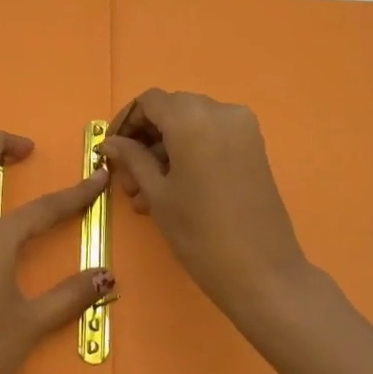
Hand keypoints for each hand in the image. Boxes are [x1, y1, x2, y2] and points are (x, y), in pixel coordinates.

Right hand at [101, 89, 311, 324]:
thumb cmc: (200, 233)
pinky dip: (189, 152)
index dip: (126, 122)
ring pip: (192, 125)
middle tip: (128, 177)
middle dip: (146, 138)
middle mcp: (221, 112)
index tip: (111, 151)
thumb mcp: (158, 194)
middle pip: (172, 110)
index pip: (149, 101)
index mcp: (193, 119)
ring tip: (145, 194)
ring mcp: (243, 128)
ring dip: (165, 149)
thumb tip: (111, 143)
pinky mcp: (254, 148)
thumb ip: (132, 159)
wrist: (262, 272)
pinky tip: (173, 188)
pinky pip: (213, 137)